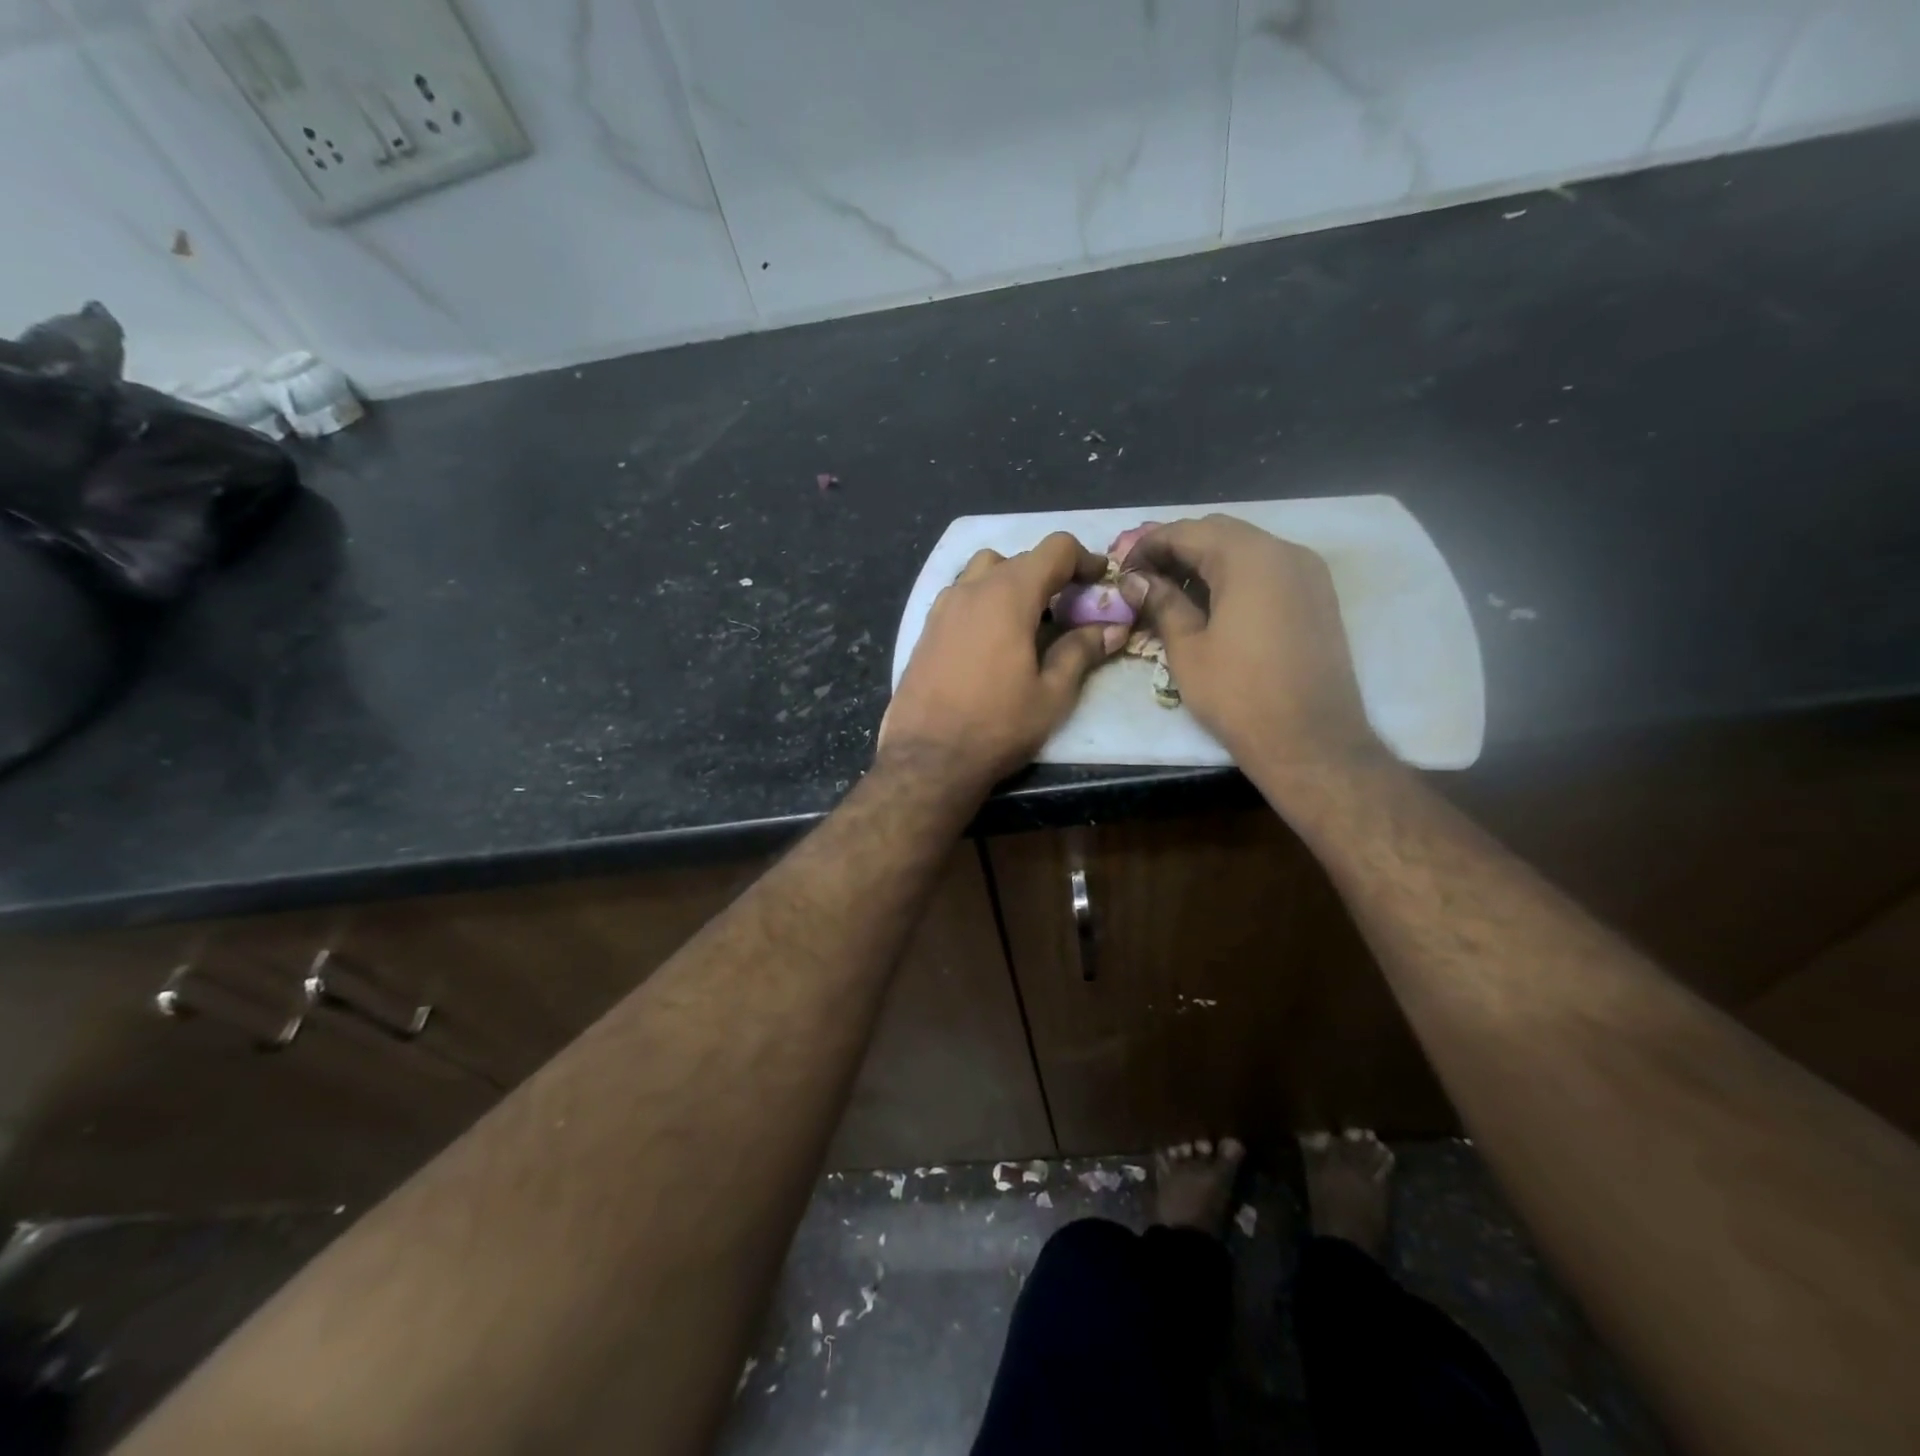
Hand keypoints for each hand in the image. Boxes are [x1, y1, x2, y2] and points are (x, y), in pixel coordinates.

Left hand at [880, 532, 1125, 791]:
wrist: (927, 758)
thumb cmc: (997, 726)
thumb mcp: (1051, 695)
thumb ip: (1081, 652)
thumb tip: (1111, 629)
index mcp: (1008, 595)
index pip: (1054, 549)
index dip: (1084, 558)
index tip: (1100, 581)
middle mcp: (971, 589)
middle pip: (1019, 559)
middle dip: (1050, 575)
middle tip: (1070, 609)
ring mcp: (942, 607)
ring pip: (983, 572)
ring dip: (1012, 583)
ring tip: (1029, 620)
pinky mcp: (926, 629)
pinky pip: (961, 596)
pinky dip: (984, 601)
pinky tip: (993, 638)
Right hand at [1119, 515, 1378, 773]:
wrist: (1310, 740)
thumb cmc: (1239, 695)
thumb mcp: (1188, 648)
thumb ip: (1162, 603)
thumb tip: (1135, 581)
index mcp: (1249, 558)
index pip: (1187, 532)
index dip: (1147, 546)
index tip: (1122, 571)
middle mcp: (1285, 551)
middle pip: (1218, 532)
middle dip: (1176, 549)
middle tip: (1143, 579)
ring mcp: (1308, 572)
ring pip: (1245, 548)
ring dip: (1205, 561)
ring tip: (1171, 592)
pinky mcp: (1317, 596)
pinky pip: (1267, 569)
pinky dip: (1234, 576)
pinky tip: (1210, 604)